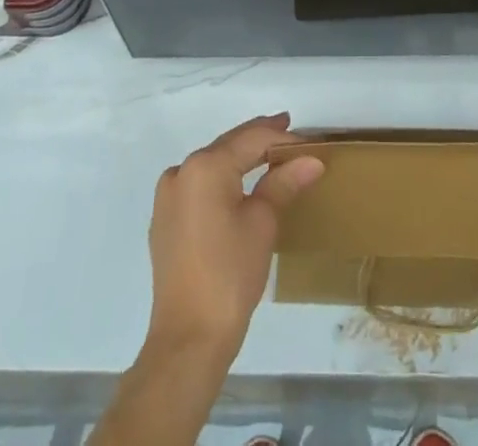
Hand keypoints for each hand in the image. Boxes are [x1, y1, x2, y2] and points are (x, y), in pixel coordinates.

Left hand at [144, 113, 325, 363]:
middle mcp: (181, 171)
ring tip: (272, 157)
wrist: (188, 340)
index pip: (252, 138)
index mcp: (205, 166)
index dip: (283, 138)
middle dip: (262, 141)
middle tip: (293, 138)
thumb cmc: (230, 274)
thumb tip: (312, 160)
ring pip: (213, 164)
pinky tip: (241, 186)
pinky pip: (199, 186)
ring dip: (241, 160)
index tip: (310, 142)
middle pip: (230, 146)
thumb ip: (284, 182)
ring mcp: (168, 196)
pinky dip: (223, 180)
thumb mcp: (263, 223)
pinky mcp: (165, 220)